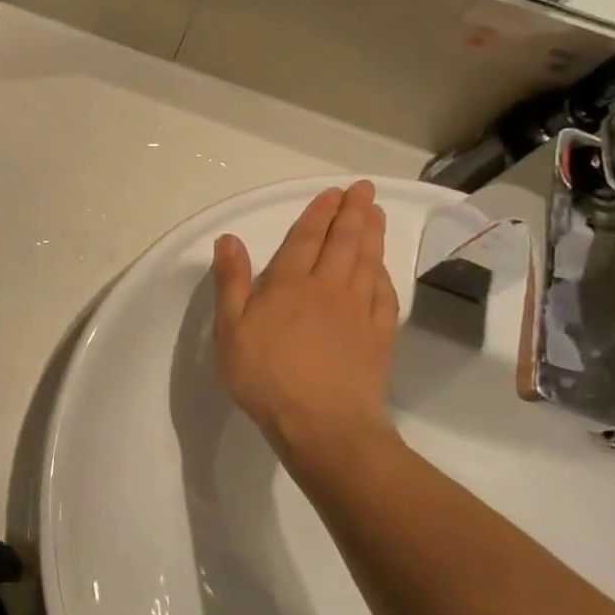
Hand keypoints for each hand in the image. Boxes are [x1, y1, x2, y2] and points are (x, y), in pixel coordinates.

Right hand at [210, 181, 400, 466]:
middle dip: (353, 213)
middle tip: (364, 190)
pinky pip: (384, 296)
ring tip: (377, 214)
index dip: (320, 213)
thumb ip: (231, 282)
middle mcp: (328, 288)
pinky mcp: (378, 338)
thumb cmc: (266, 376)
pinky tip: (383, 270)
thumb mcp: (230, 330)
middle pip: (344, 242)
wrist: (323, 424)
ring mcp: (358, 312)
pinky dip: (384, 276)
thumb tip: (229, 239)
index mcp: (290, 284)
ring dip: (372, 235)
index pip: (307, 238)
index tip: (333, 193)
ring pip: (368, 263)